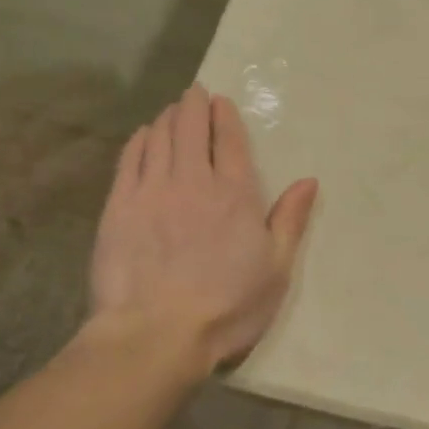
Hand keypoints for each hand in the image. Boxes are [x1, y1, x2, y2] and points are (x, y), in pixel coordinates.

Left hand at [89, 84, 317, 373]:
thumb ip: (290, 221)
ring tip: (172, 111)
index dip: (224, 116)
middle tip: (194, 95)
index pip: (228, 140)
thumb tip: (309, 181)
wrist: (156, 333)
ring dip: (167, 118)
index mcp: (235, 194)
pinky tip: (143, 135)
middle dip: (193, 105)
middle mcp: (193, 180)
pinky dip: (139, 140)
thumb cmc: (227, 307)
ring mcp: (152, 190)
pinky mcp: (120, 206)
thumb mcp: (275, 269)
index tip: (220, 102)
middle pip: (190, 128)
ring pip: (158, 137)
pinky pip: (130, 159)